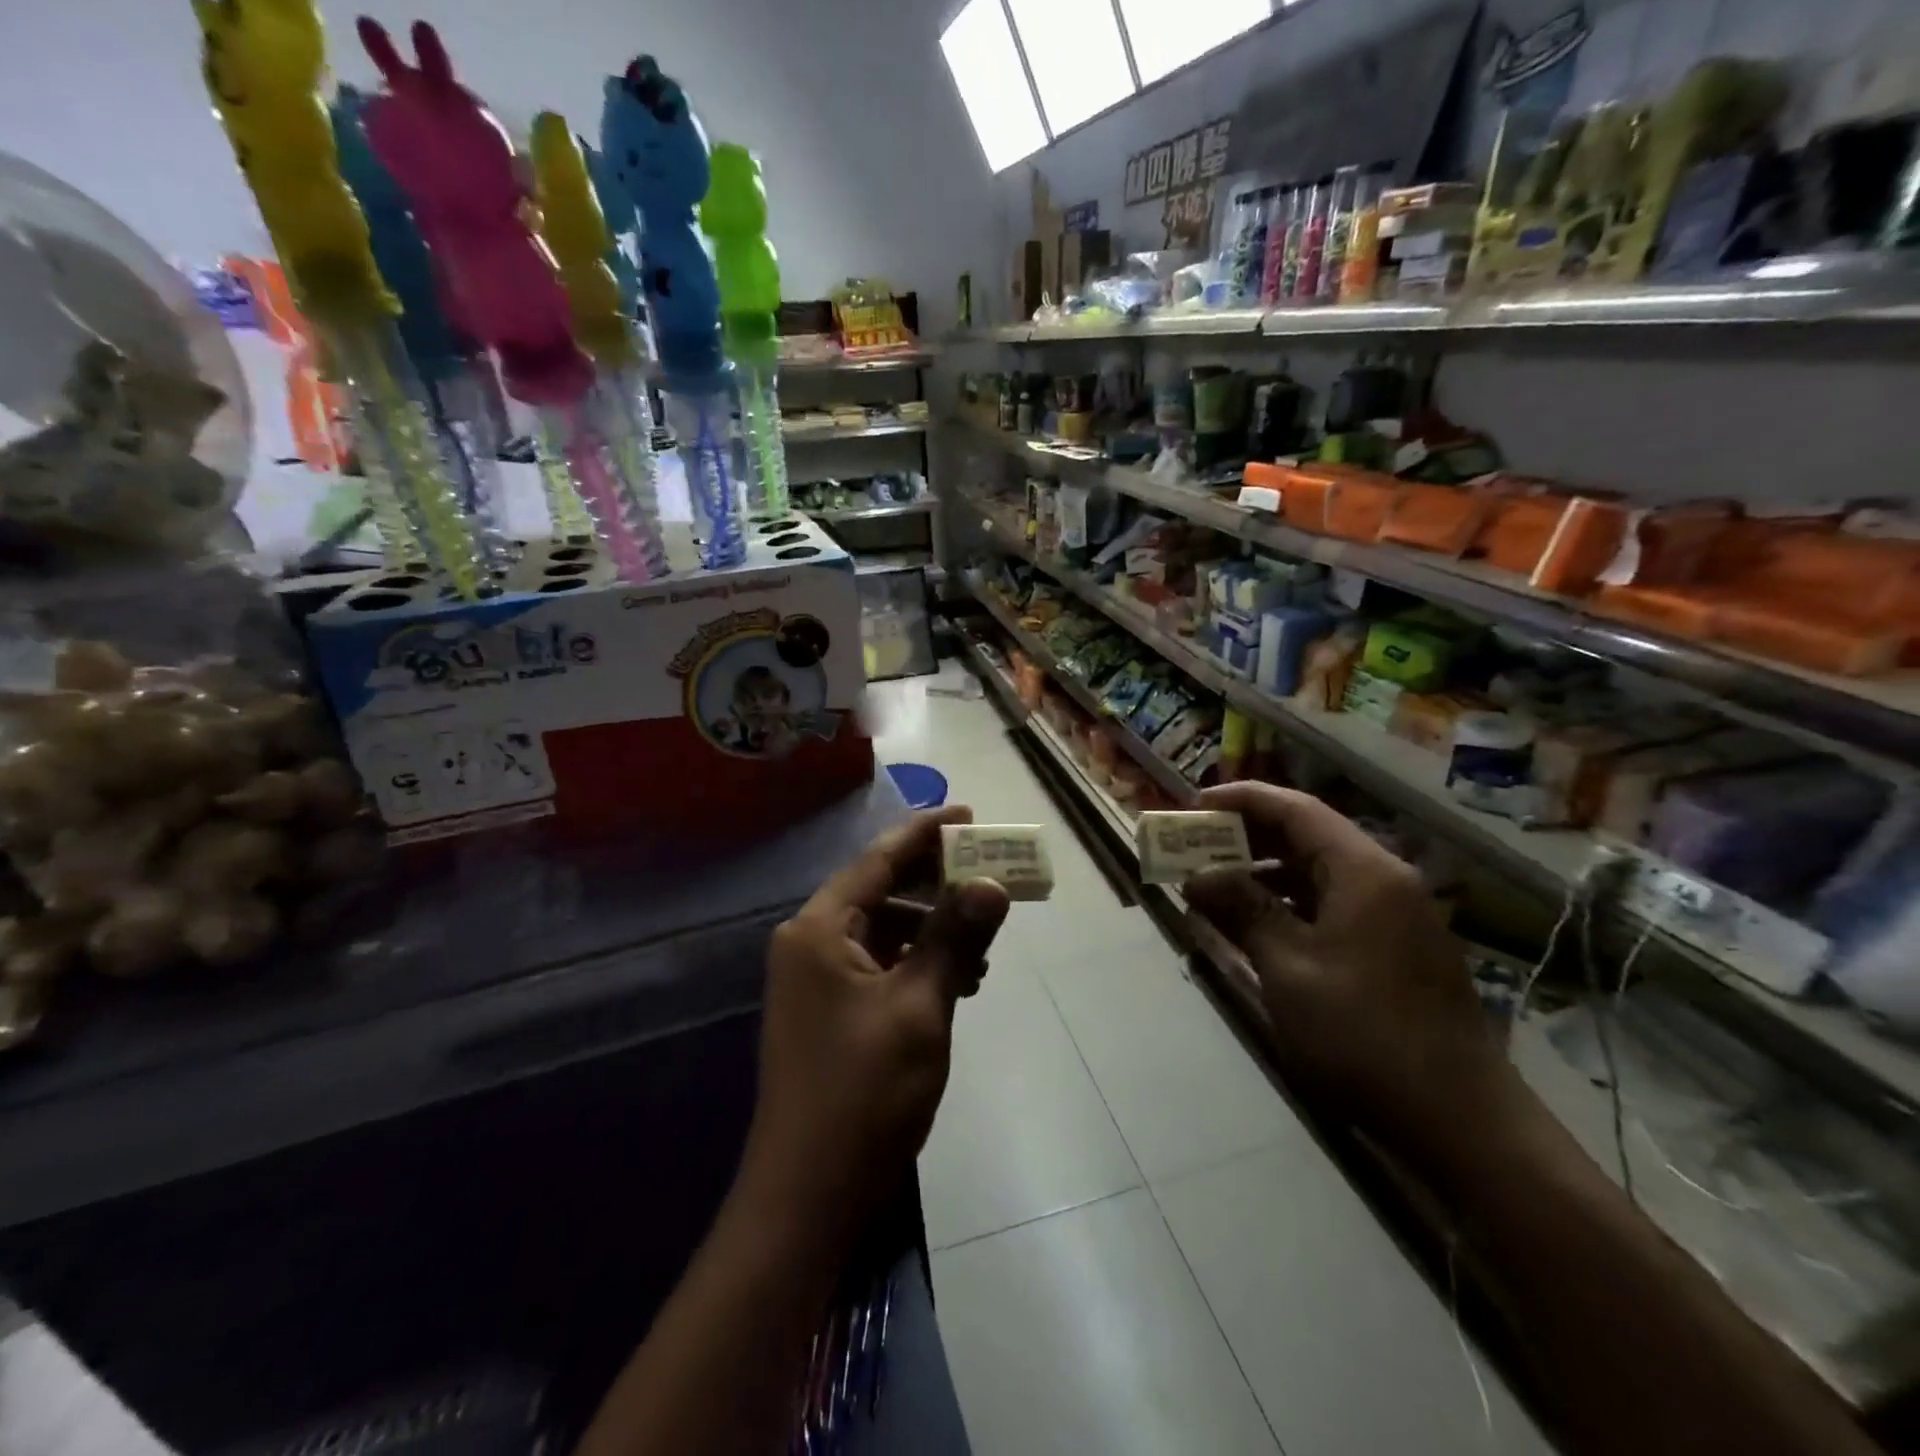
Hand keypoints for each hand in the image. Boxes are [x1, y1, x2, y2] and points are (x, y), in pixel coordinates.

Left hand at [740, 807, 1009, 1242]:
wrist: (808, 1195)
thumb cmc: (864, 1093)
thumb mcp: (920, 1007)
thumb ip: (955, 937)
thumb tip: (991, 883)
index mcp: (819, 928)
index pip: (878, 860)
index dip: (926, 834)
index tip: (968, 814)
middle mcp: (810, 943)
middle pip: (880, 891)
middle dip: (936, 882)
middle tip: (989, 873)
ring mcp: (816, 980)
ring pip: (883, 930)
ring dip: (932, 927)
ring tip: (984, 938)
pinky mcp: (829, 1011)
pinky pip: (879, 965)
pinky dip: (917, 962)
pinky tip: (959, 978)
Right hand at [1183, 783, 1512, 1148]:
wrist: (1460, 1119)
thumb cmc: (1363, 1033)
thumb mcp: (1288, 968)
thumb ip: (1242, 910)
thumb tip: (1197, 876)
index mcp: (1364, 872)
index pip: (1296, 809)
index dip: (1242, 800)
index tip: (1194, 804)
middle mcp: (1385, 880)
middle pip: (1308, 836)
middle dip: (1249, 837)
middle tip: (1197, 847)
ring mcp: (1396, 915)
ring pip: (1320, 873)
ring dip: (1267, 873)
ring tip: (1216, 886)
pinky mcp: (1397, 947)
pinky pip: (1334, 905)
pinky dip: (1292, 904)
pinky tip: (1258, 925)